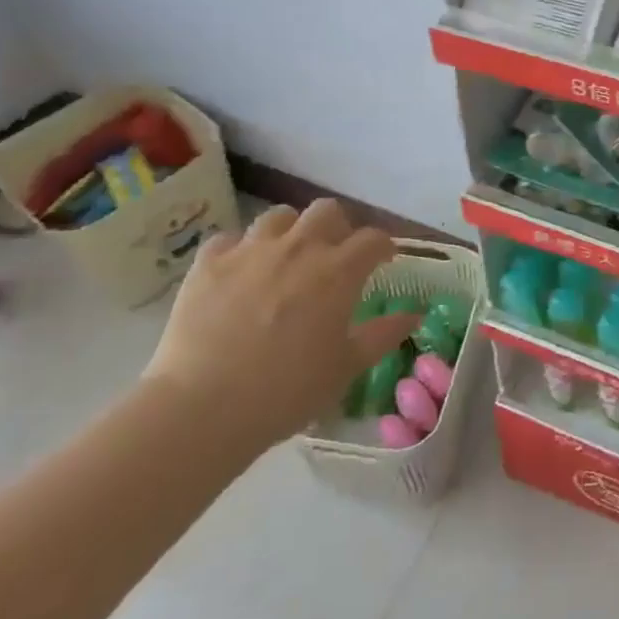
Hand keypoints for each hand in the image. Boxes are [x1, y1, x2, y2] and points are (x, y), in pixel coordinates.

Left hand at [142, 200, 417, 458]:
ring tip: (286, 257)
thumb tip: (414, 314)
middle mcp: (298, 248)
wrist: (204, 407)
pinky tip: (238, 274)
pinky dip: (239, 251)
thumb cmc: (287, 391)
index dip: (382, 247)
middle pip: (327, 210)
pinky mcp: (208, 263)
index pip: (373, 239)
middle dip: (337, 227)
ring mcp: (250, 250)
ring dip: (290, 231)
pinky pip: (229, 239)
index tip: (383, 261)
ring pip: (279, 216)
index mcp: (338, 271)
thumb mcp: (346, 367)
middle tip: (334, 256)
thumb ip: (383, 334)